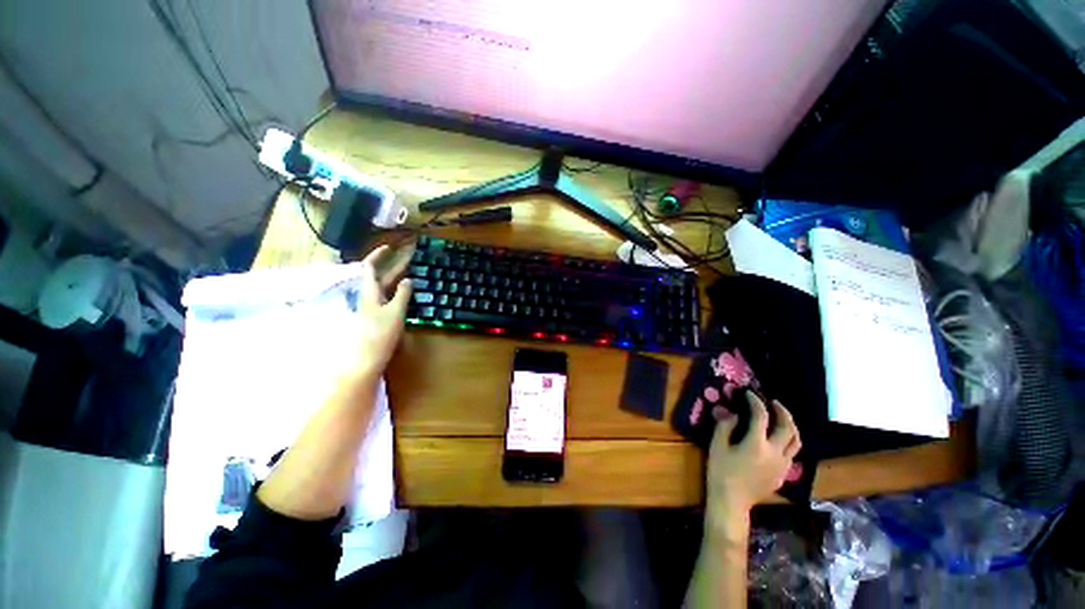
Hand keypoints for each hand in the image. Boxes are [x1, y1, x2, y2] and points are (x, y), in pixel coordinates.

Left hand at [346, 245, 411, 379]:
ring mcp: (374, 307)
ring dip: (396, 277)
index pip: (369, 267)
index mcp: (370, 292)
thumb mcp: (395, 312)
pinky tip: (407, 293)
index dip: (378, 256)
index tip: (390, 247)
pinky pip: (389, 297)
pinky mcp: (379, 316)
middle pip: (379, 276)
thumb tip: (409, 280)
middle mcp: (370, 296)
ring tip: (411, 272)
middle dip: (392, 265)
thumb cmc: (379, 333)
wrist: (367, 358)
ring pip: (385, 287)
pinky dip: (398, 290)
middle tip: (409, 258)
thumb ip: (402, 295)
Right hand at [705, 392, 800, 537]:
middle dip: (782, 411)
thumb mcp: (717, 445)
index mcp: (757, 444)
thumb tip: (732, 412)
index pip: (761, 416)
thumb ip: (725, 425)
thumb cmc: (721, 471)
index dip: (755, 401)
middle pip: (788, 427)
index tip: (749, 393)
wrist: (732, 501)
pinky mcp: (783, 474)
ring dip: (790, 426)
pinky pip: (792, 453)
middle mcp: (775, 452)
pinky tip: (777, 439)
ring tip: (781, 418)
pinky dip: (788, 440)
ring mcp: (783, 465)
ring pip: (796, 441)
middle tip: (773, 402)